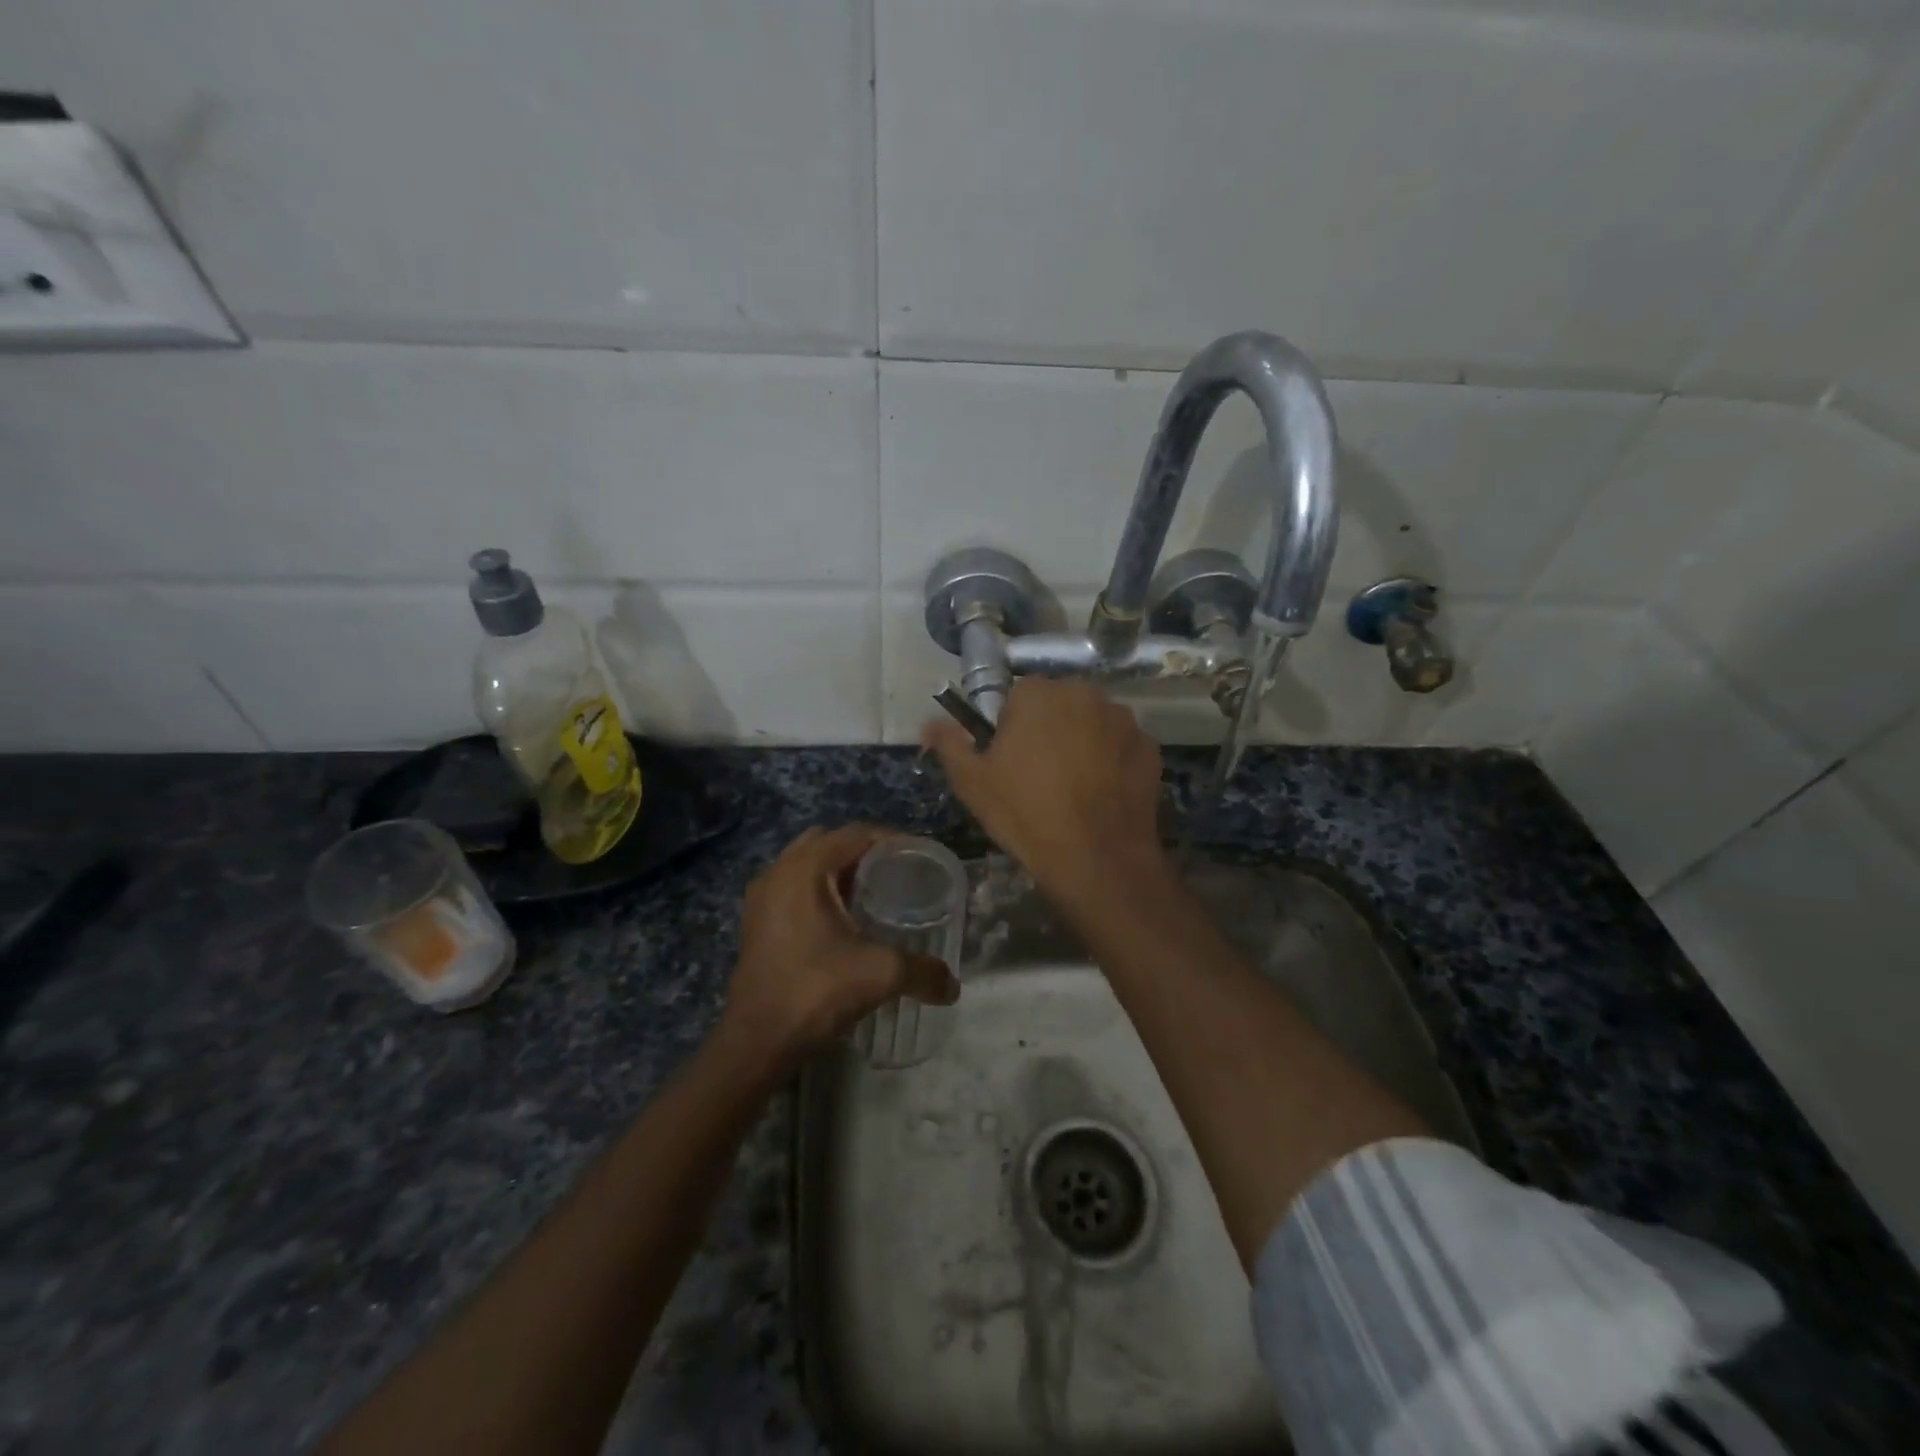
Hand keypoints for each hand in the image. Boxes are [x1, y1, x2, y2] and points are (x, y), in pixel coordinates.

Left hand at [719, 824, 957, 1066]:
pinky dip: (820, 892)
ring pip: (809, 866)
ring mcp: (762, 897)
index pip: (856, 834)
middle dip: (865, 853)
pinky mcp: (756, 922)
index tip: (921, 859)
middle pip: (831, 843)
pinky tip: (844, 921)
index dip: (893, 840)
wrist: (757, 1041)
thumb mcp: (880, 974)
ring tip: (874, 895)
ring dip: (840, 872)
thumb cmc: (816, 991)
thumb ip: (923, 971)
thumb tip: (953, 987)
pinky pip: (794, 888)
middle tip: (898, 874)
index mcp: (805, 868)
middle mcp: (778, 871)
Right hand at [923, 679, 1170, 901]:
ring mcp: (1123, 719)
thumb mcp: (972, 782)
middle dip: (1049, 729)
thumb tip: (929, 724)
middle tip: (1039, 775)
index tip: (1010, 761)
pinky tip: (1102, 793)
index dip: (1010, 728)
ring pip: (1092, 722)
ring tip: (1075, 787)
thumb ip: (949, 745)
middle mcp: (1085, 693)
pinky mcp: (1149, 747)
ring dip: (1083, 741)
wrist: (1096, 858)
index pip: (1017, 696)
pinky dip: (1112, 760)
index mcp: (1038, 694)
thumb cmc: (1026, 813)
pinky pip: (1121, 745)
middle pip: (1058, 704)